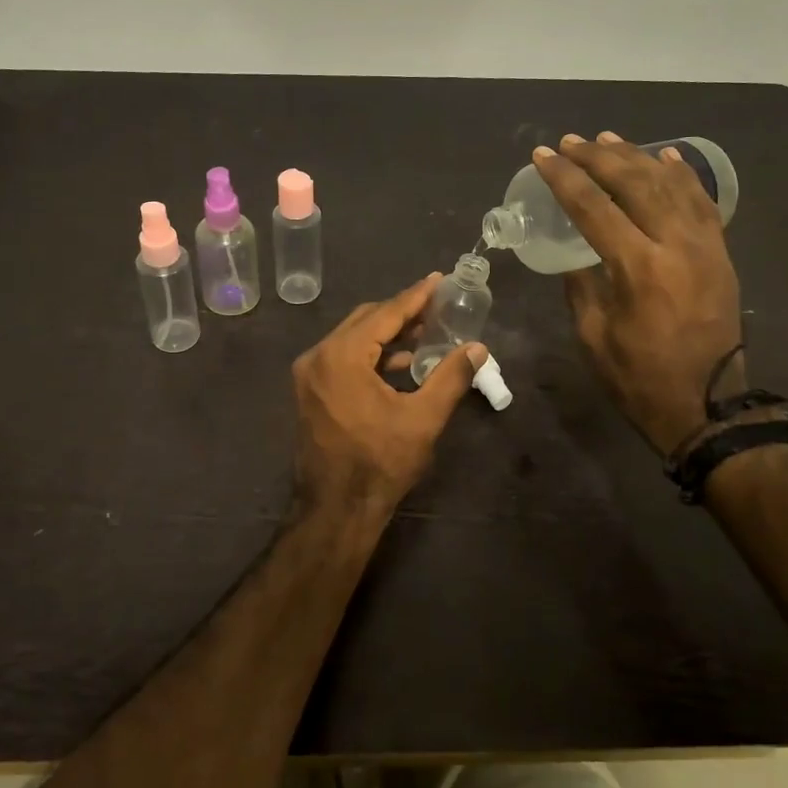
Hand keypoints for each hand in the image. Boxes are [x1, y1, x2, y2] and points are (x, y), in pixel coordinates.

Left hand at [291, 275, 487, 531]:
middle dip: (401, 312)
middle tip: (436, 306)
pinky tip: (401, 363)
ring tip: (425, 332)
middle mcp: (318, 356)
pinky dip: (371, 355)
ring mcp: (309, 375)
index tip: (438, 279)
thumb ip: (450, 377)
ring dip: (387, 334)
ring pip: (352, 338)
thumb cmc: (380, 463)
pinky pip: (343, 358)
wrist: (335, 509)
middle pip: (365, 320)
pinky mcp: (310, 391)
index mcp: (341, 356)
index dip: (416, 296)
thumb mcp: (423, 419)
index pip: (385, 314)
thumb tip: (478, 349)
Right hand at [533, 132, 742, 455]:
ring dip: (637, 156)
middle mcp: (675, 244)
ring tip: (608, 139)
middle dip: (598, 157)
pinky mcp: (720, 253)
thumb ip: (581, 286)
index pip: (594, 207)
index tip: (543, 156)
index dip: (565, 178)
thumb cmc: (639, 376)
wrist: (707, 404)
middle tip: (570, 142)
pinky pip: (703, 201)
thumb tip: (576, 255)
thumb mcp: (593, 334)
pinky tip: (666, 156)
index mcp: (639, 267)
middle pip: (634, 183)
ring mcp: (705, 245)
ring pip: (670, 184)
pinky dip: (683, 175)